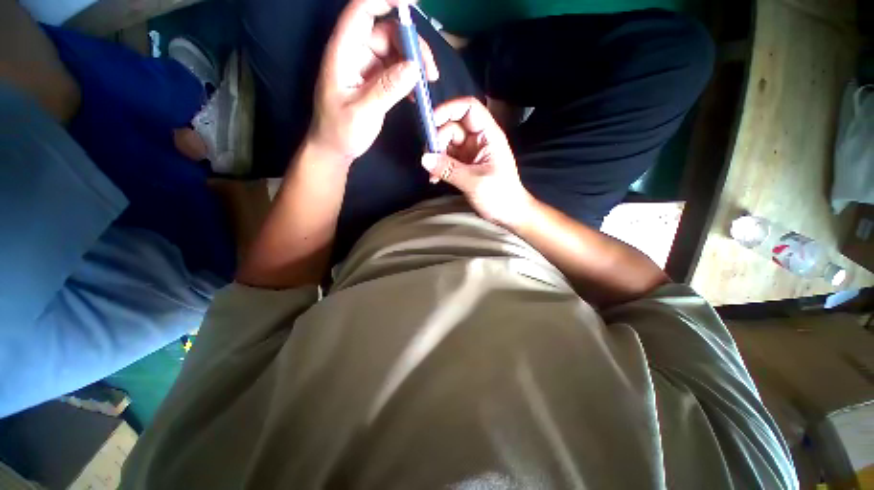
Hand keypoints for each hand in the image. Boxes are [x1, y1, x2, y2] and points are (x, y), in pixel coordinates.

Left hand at [308, 0, 438, 165]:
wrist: (335, 148)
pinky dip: (409, 78)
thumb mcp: (363, 112)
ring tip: (427, 84)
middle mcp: (355, 52)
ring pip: (395, 50)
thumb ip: (387, 89)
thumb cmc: (341, 131)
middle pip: (387, 30)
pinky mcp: (375, 80)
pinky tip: (416, 94)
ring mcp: (366, 66)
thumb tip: (414, 68)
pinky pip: (396, 70)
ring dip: (414, 63)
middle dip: (412, 45)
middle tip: (429, 71)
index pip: (362, 9)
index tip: (414, 3)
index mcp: (343, 51)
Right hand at [421, 97, 534, 227]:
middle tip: (429, 159)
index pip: (469, 108)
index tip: (431, 122)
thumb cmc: (499, 196)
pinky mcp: (464, 166)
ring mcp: (470, 153)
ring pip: (447, 143)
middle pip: (452, 126)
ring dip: (436, 156)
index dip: (449, 109)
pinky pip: (447, 159)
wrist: (508, 213)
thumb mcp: (474, 181)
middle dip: (438, 140)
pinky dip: (439, 167)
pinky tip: (435, 179)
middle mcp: (478, 140)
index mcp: (488, 135)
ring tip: (432, 174)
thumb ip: (449, 169)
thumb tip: (424, 158)